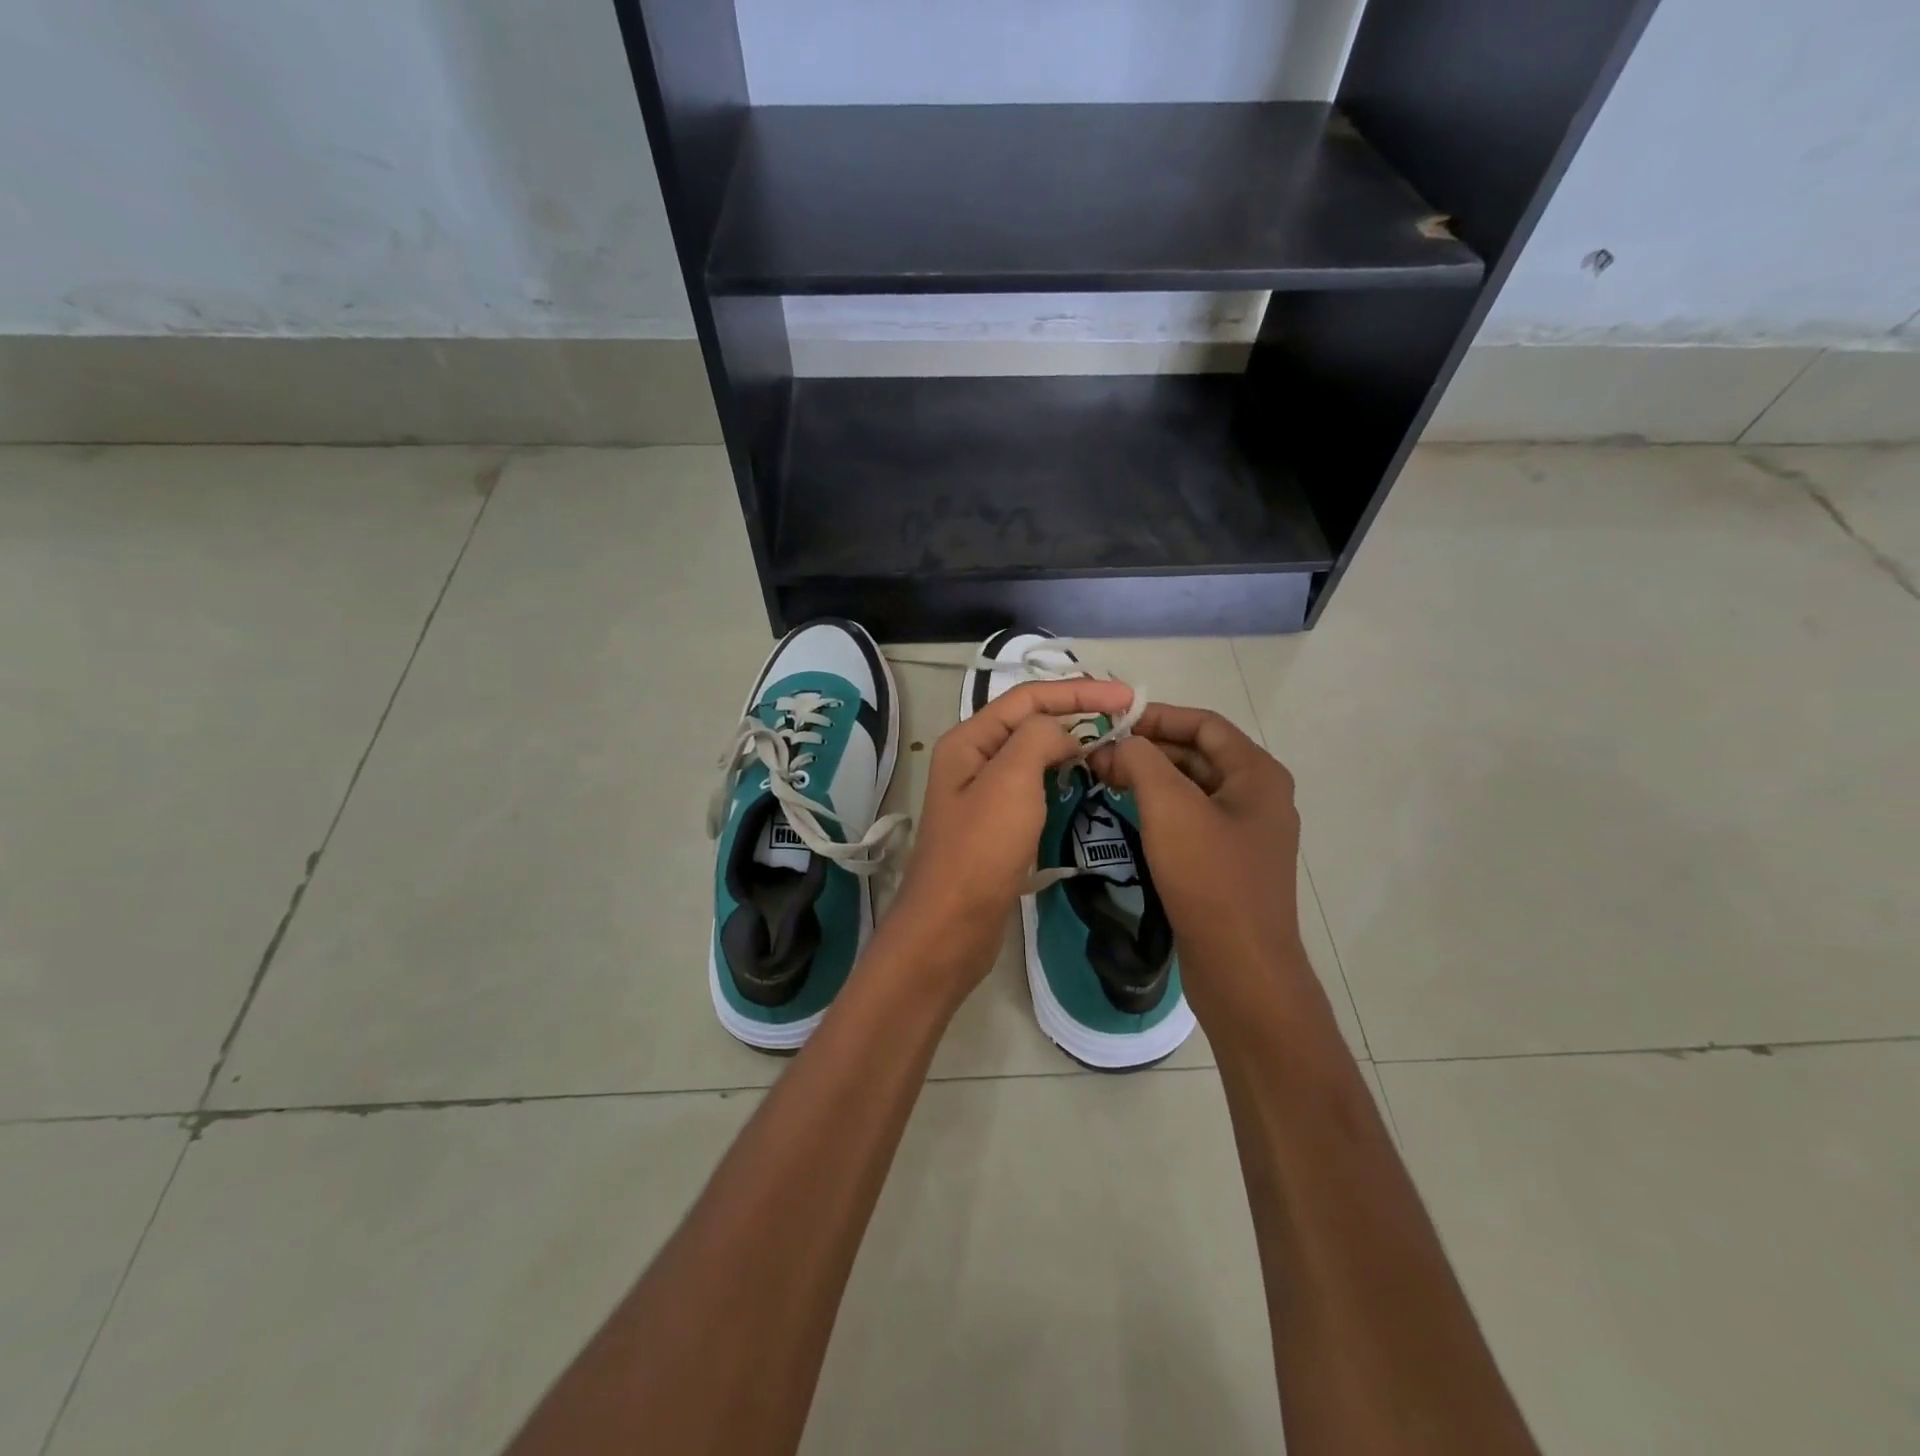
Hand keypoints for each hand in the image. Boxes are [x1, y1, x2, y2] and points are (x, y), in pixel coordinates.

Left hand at [884, 678, 1135, 996]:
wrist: (951, 927)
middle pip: (1031, 723)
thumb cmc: (980, 850)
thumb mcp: (1011, 780)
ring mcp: (984, 795)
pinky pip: (1034, 788)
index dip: (1078, 691)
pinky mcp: (997, 826)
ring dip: (1071, 745)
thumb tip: (1065, 734)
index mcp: (969, 740)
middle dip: (1077, 714)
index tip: (1126, 697)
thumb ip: (1039, 738)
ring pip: (1034, 756)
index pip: (1028, 698)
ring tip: (1112, 746)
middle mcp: (973, 760)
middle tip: (1125, 720)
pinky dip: (1061, 778)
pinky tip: (1086, 783)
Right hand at [1089, 705, 1316, 1026]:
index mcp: (1257, 774)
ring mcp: (1244, 833)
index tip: (1112, 721)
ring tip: (1104, 780)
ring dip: (1150, 779)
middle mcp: (1257, 797)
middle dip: (1147, 750)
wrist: (1240, 967)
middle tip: (1099, 755)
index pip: (1203, 724)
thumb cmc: (1209, 878)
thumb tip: (1122, 745)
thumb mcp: (1170, 808)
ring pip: (1191, 789)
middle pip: (1197, 755)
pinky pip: (1191, 821)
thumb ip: (1142, 761)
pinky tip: (1126, 815)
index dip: (1157, 715)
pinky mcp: (1228, 863)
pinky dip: (1159, 810)